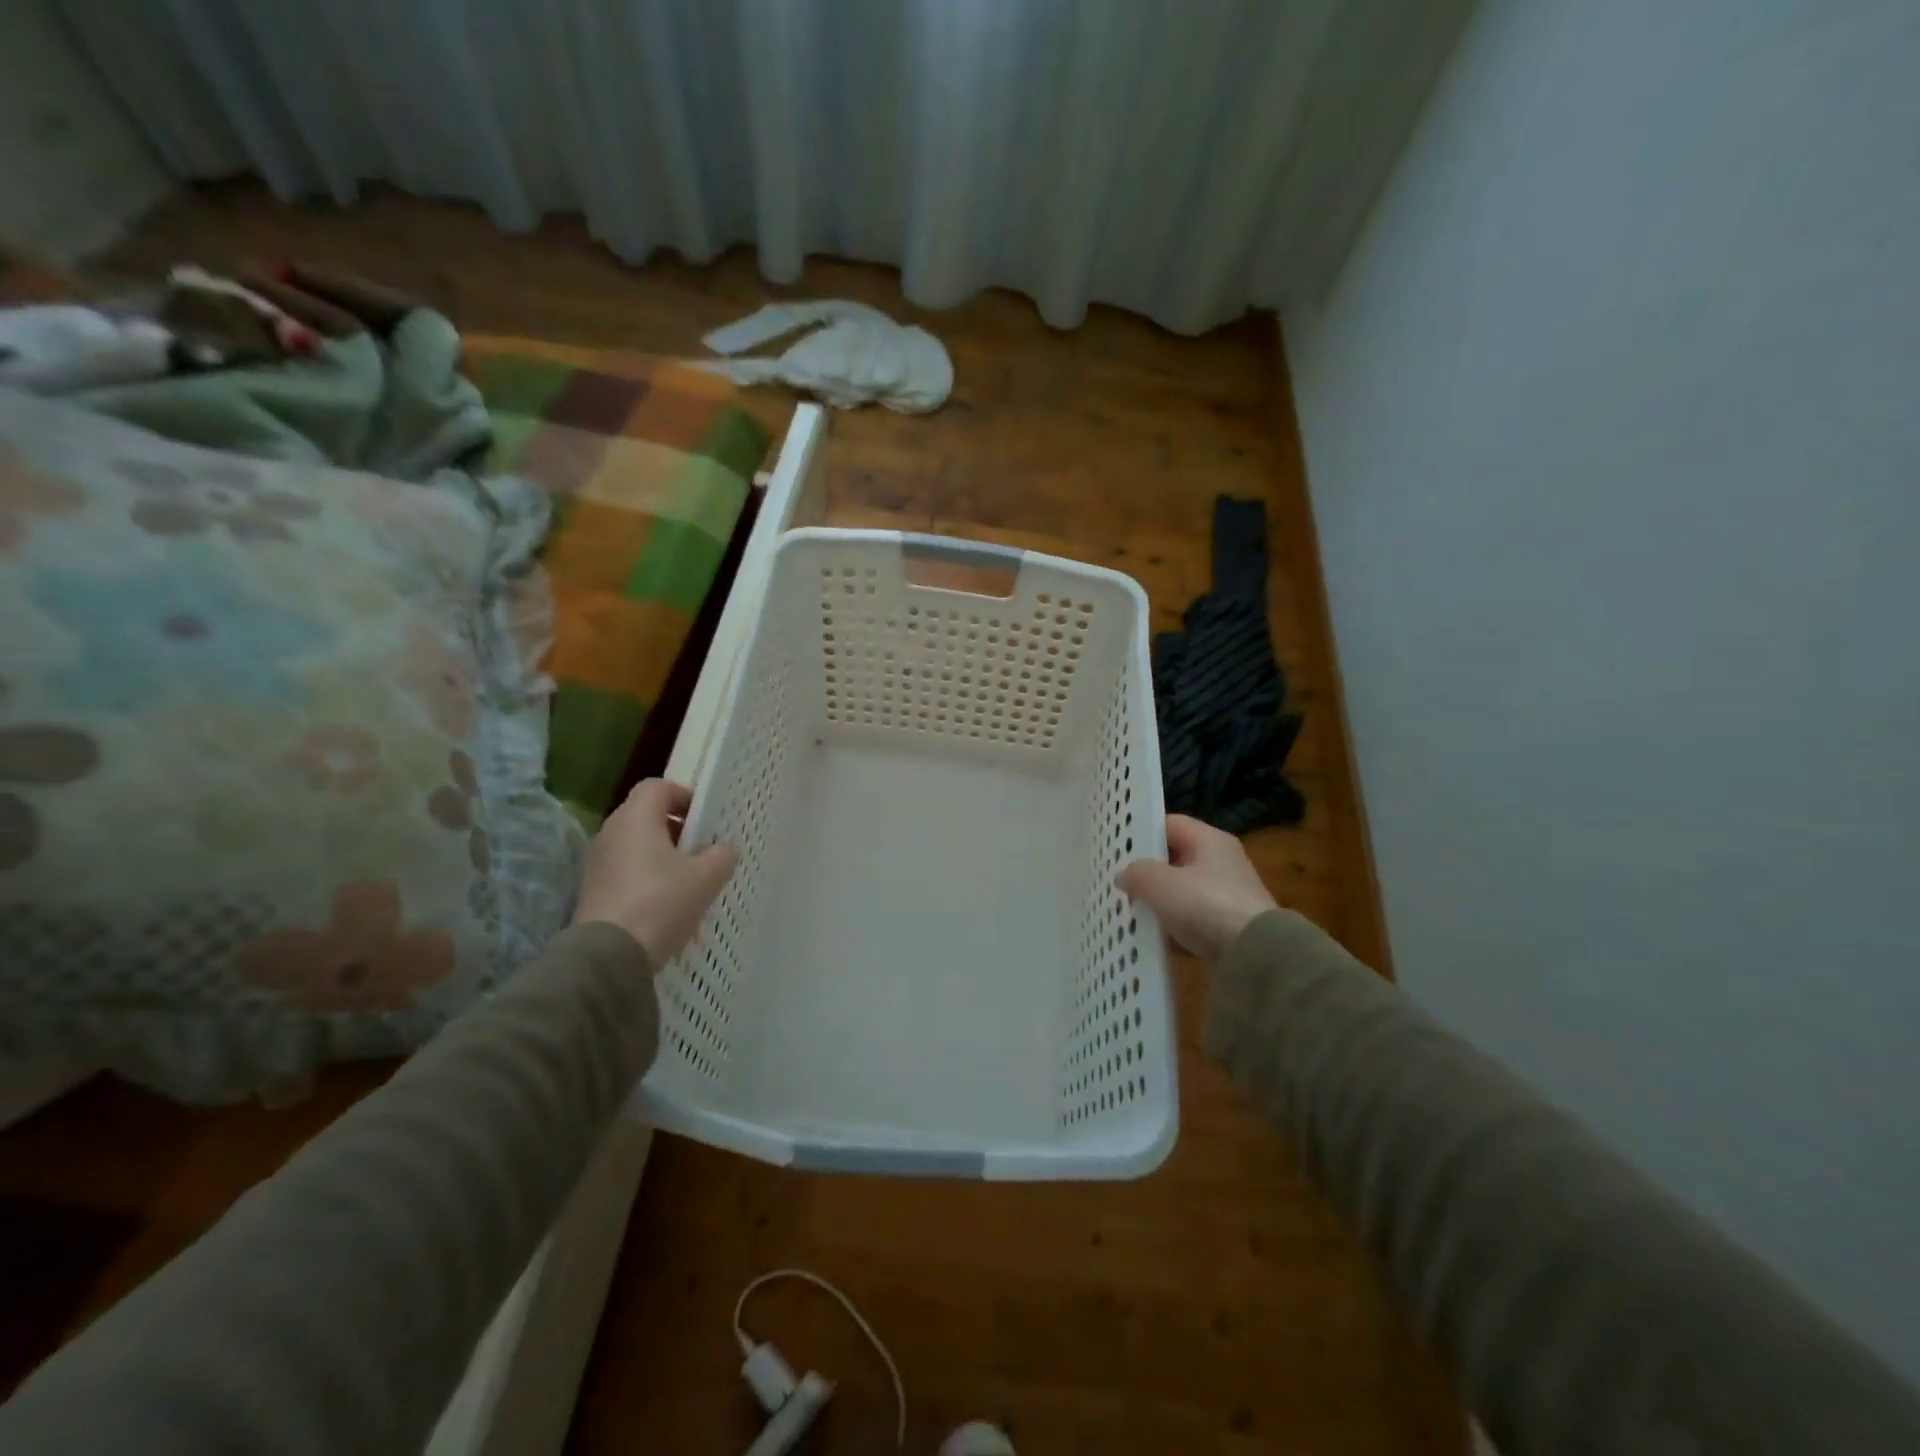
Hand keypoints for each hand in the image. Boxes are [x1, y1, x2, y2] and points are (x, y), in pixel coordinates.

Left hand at [571, 779, 737, 964]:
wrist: (609, 956)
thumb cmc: (661, 902)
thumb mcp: (706, 877)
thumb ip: (721, 855)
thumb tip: (722, 849)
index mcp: (636, 818)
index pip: (658, 787)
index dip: (684, 796)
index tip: (705, 818)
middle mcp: (610, 832)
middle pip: (646, 816)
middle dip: (676, 829)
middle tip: (703, 850)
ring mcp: (597, 863)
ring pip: (636, 845)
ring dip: (662, 856)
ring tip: (689, 881)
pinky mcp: (592, 891)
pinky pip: (625, 871)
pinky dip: (646, 878)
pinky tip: (666, 904)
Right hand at [1117, 814, 1277, 963]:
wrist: (1256, 956)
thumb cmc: (1206, 905)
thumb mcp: (1160, 883)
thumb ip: (1137, 873)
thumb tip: (1125, 875)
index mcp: (1210, 840)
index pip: (1170, 824)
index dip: (1143, 833)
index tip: (1118, 849)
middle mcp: (1222, 862)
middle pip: (1175, 859)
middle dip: (1148, 872)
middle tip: (1120, 884)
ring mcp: (1228, 896)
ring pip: (1183, 892)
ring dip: (1160, 903)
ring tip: (1131, 913)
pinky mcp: (1229, 927)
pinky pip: (1193, 921)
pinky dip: (1175, 928)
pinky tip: (1155, 939)